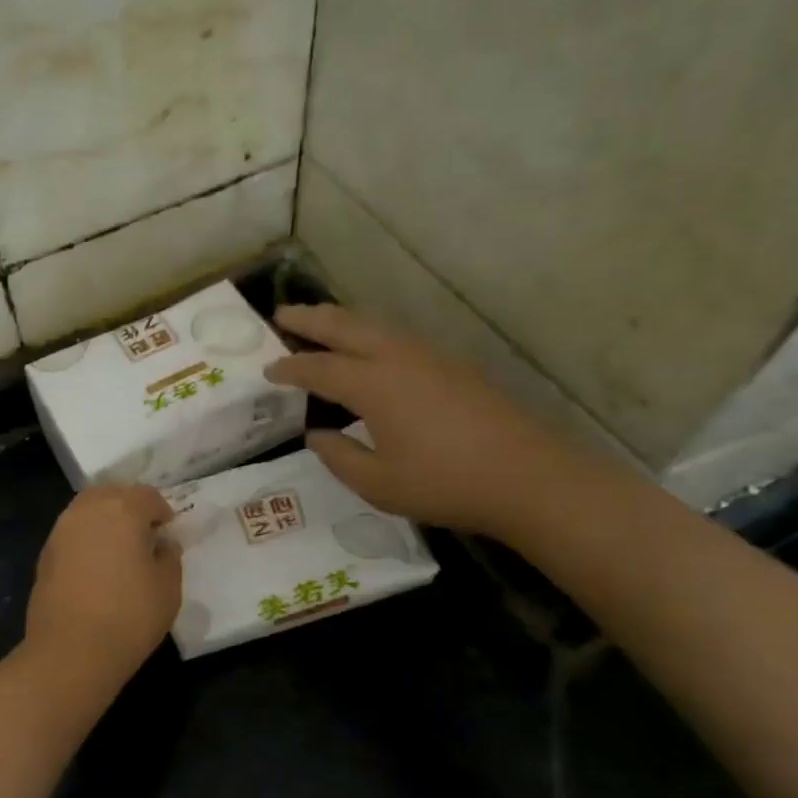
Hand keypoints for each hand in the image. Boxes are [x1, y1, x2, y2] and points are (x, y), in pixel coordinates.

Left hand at [26, 485, 181, 679]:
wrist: (71, 651)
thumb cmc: (129, 616)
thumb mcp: (168, 588)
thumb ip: (169, 556)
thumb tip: (161, 544)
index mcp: (122, 509)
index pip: (147, 496)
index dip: (161, 511)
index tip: (168, 531)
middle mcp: (87, 510)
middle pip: (111, 494)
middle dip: (129, 507)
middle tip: (143, 534)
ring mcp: (61, 530)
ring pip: (87, 510)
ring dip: (104, 521)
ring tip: (119, 550)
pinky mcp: (45, 554)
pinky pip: (72, 533)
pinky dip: (86, 540)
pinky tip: (96, 567)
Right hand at [264, 303, 581, 536]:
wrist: (530, 477)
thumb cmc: (445, 483)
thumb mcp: (377, 483)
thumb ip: (339, 456)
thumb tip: (318, 435)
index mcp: (373, 384)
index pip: (319, 369)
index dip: (289, 368)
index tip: (267, 370)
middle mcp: (398, 358)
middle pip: (346, 326)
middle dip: (311, 319)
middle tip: (282, 313)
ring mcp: (431, 357)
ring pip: (376, 325)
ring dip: (343, 320)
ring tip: (321, 321)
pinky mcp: (454, 366)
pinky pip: (399, 337)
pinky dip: (371, 333)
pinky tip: (371, 348)